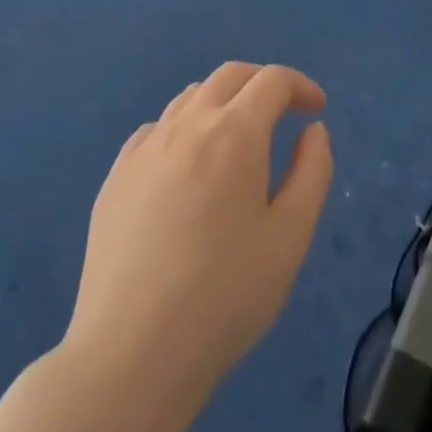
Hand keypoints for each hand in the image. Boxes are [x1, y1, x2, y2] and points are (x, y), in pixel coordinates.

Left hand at [65, 63, 333, 399]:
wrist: (130, 355)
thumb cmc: (225, 295)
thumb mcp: (291, 236)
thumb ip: (312, 171)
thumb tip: (311, 130)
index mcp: (234, 133)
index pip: (273, 81)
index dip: (301, 86)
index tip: (316, 112)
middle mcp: (187, 125)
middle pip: (230, 75)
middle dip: (264, 83)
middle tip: (285, 111)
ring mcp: (144, 149)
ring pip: (191, 97)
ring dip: (224, 102)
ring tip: (239, 138)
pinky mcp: (115, 177)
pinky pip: (157, 129)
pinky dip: (185, 128)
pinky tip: (189, 166)